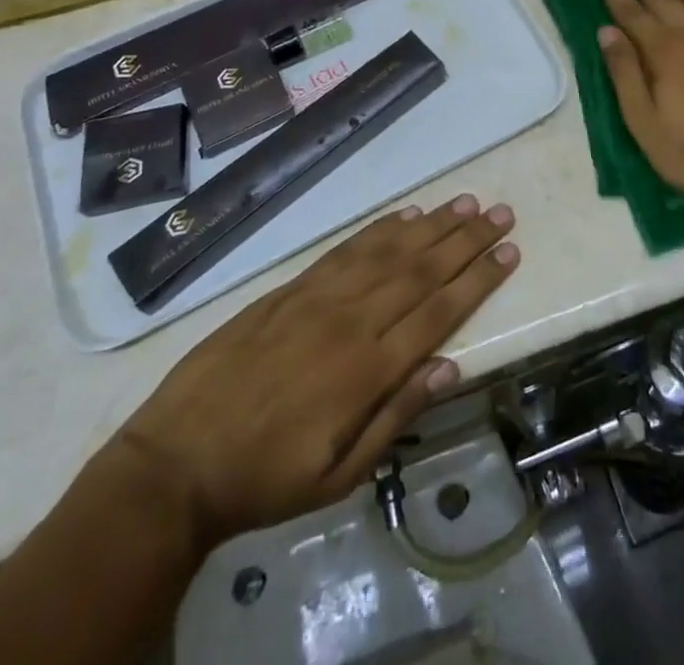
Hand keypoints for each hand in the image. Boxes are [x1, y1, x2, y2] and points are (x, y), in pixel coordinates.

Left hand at [110, 194, 518, 542]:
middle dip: (466, 240)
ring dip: (432, 225)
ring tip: (465, 203)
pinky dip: (380, 228)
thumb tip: (450, 367)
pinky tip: (405, 214)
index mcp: (366, 369)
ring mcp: (318, 297)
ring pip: (388, 250)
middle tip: (501, 212)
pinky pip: (346, 249)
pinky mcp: (291, 288)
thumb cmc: (263, 479)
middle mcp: (350, 321)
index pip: (438, 311)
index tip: (509, 251)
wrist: (174, 461)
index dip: (478, 279)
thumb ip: (395, 418)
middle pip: (421, 270)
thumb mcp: (336, 478)